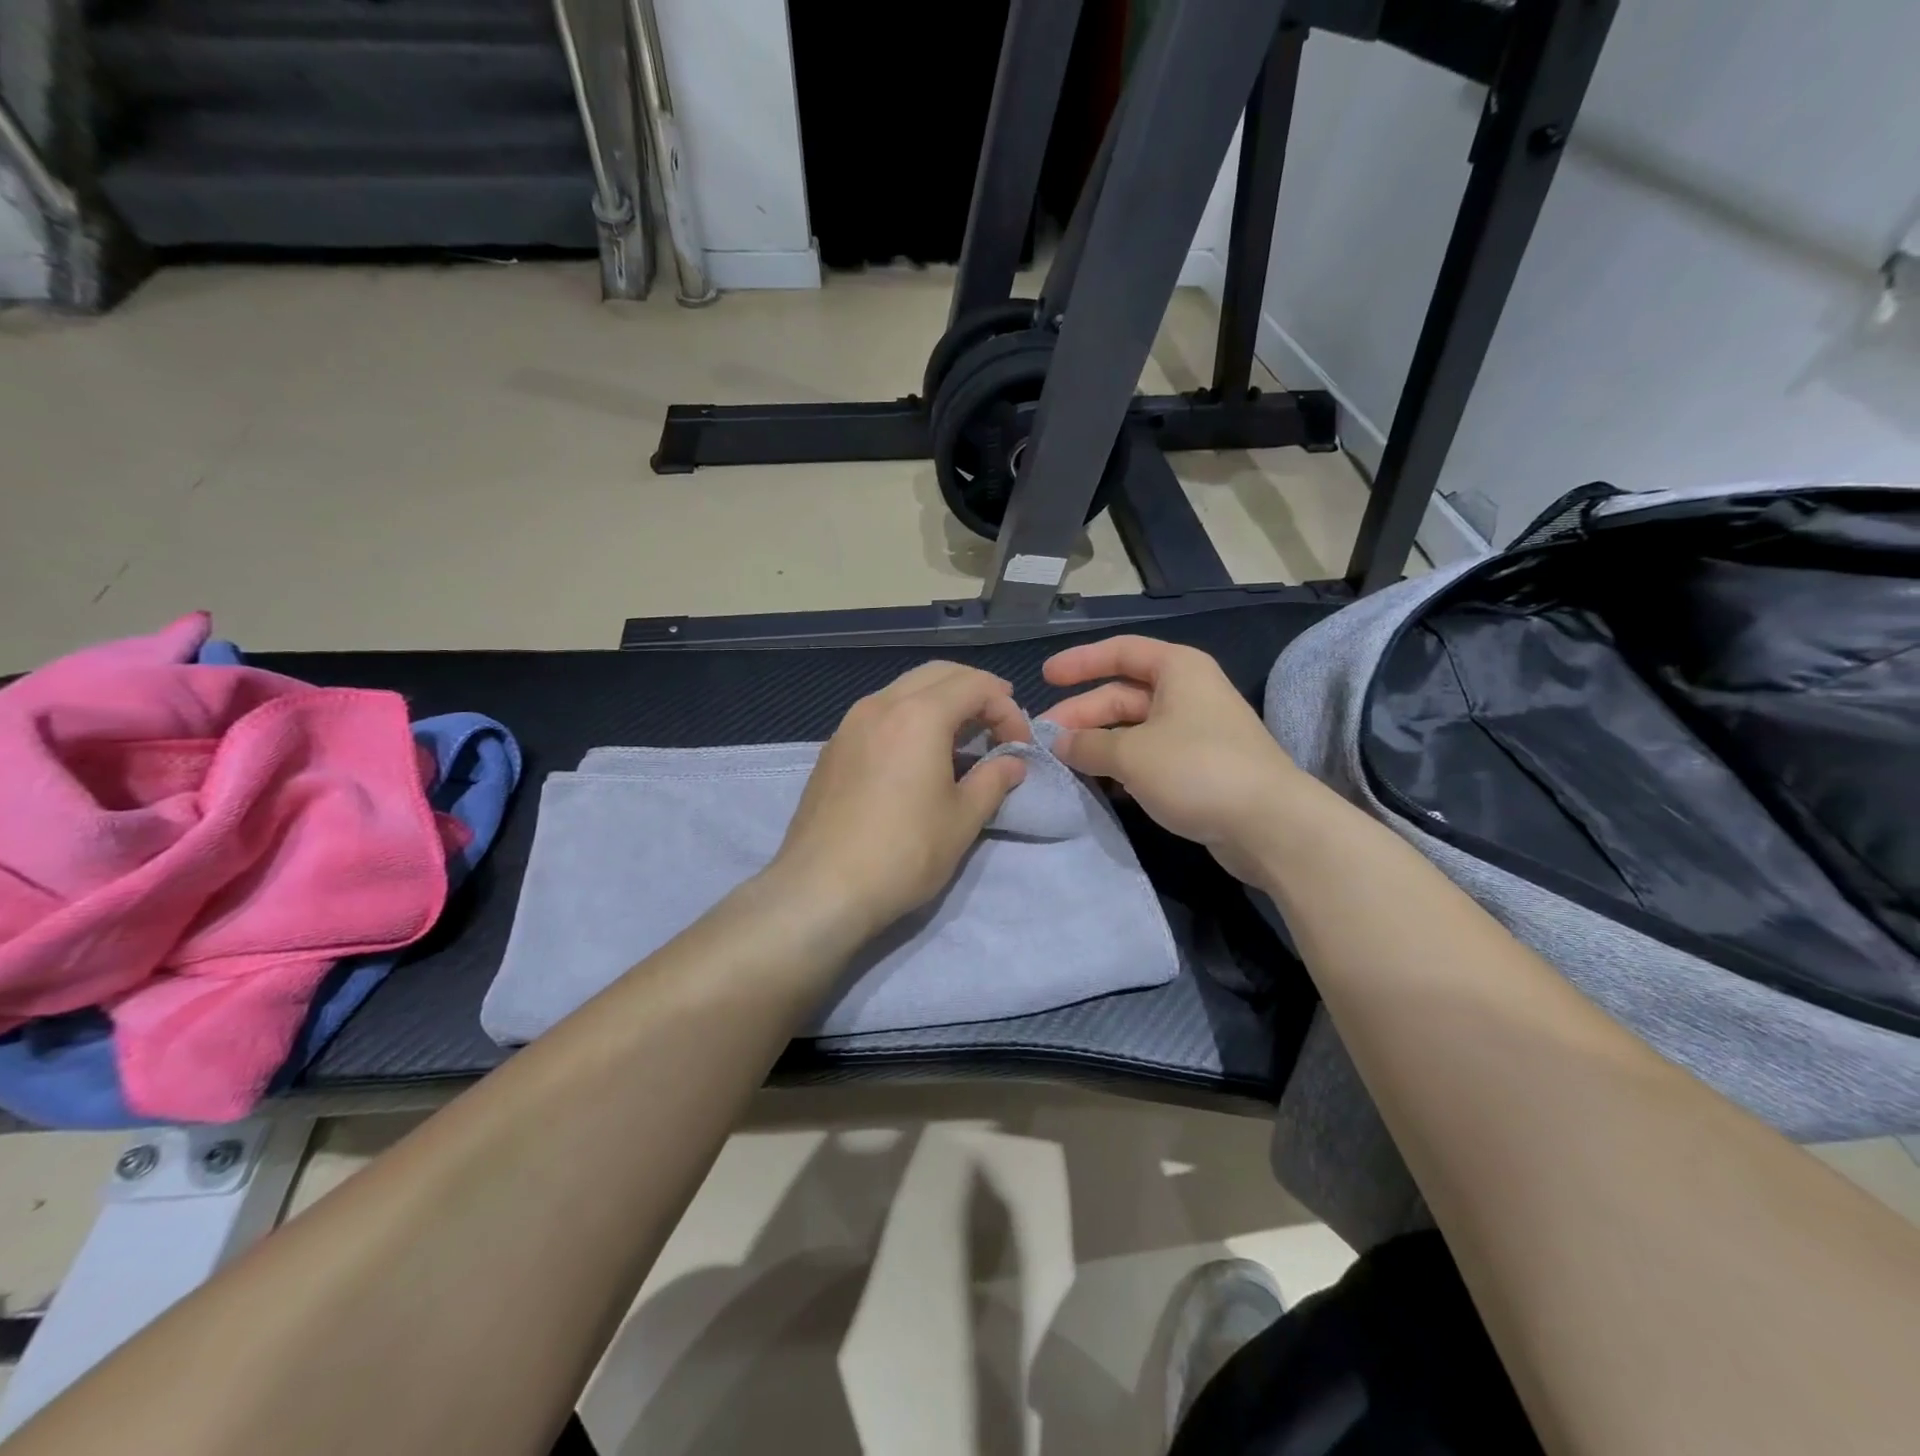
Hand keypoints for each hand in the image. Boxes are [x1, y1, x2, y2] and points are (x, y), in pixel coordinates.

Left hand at [771, 662, 1030, 936]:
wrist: (821, 887)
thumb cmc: (904, 852)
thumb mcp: (962, 819)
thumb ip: (993, 781)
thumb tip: (1012, 763)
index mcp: (919, 714)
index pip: (975, 685)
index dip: (1007, 709)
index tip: (1018, 746)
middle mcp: (880, 704)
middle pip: (938, 674)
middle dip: (974, 691)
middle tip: (997, 724)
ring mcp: (849, 724)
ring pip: (904, 689)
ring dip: (940, 701)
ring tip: (961, 738)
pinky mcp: (833, 748)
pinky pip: (879, 713)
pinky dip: (909, 717)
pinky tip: (917, 755)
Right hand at [1042, 636, 1303, 882]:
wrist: (1270, 824)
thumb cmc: (1197, 769)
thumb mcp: (1132, 753)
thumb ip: (1088, 744)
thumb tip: (1059, 742)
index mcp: (1177, 669)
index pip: (1120, 652)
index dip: (1080, 662)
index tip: (1045, 677)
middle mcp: (1188, 693)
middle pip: (1123, 695)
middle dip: (1082, 715)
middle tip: (1046, 739)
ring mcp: (1196, 732)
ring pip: (1134, 729)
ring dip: (1099, 744)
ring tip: (1064, 763)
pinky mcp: (1200, 768)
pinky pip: (1149, 757)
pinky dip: (1122, 766)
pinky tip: (1098, 785)